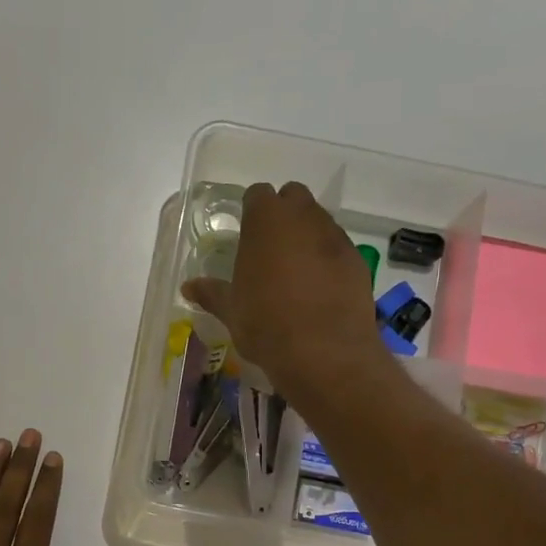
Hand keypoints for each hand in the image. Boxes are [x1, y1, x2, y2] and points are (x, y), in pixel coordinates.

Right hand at [182, 182, 384, 398]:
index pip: (258, 194)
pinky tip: (319, 288)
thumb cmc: (266, 324)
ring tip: (295, 271)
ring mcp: (334, 236)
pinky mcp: (357, 260)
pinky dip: (328, 259)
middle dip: (283, 214)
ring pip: (319, 221)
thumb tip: (189, 287)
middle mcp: (303, 217)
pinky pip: (338, 249)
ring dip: (307, 236)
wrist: (324, 351)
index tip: (246, 232)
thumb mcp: (231, 310)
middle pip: (294, 197)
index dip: (252, 210)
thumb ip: (212, 293)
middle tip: (270, 248)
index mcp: (265, 221)